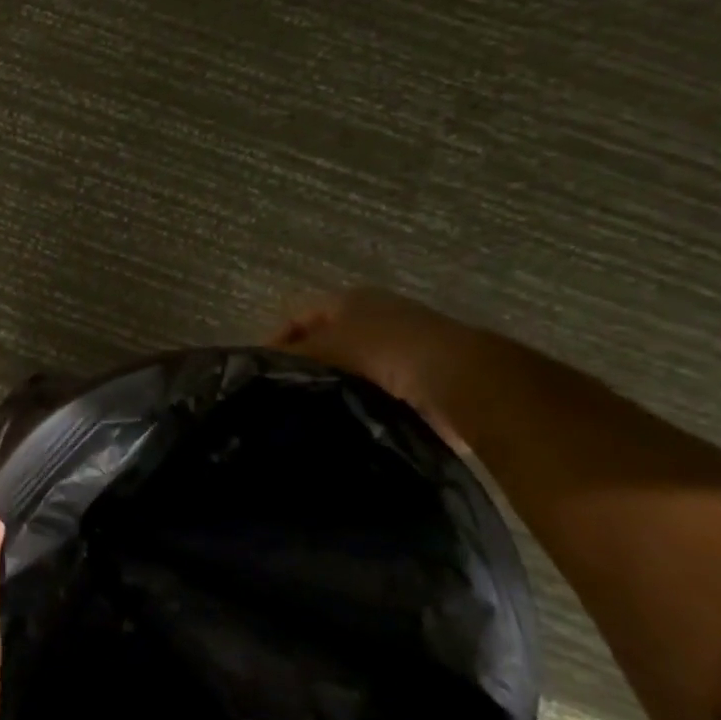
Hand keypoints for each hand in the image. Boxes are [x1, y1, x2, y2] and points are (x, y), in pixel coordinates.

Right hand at [272, 287, 482, 442]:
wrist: (461, 378)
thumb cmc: (384, 350)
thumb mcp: (326, 347)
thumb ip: (292, 356)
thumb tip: (260, 368)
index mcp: (350, 299)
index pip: (299, 316)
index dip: (277, 341)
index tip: (262, 372)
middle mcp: (376, 314)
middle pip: (327, 339)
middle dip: (307, 363)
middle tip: (285, 393)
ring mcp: (403, 343)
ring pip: (353, 365)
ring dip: (335, 385)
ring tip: (313, 411)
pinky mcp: (423, 376)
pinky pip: (378, 388)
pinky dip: (362, 401)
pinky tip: (349, 420)